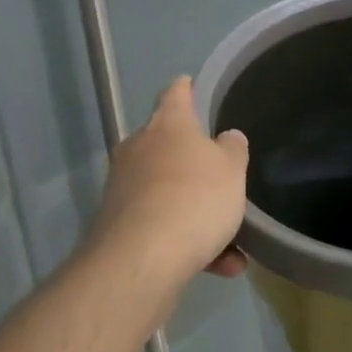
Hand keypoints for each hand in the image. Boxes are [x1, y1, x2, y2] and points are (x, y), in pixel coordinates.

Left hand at [87, 77, 248, 291]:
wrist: (142, 260)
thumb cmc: (194, 198)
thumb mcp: (231, 169)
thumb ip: (232, 149)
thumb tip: (226, 138)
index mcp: (167, 125)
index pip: (175, 93)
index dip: (186, 88)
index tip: (190, 84)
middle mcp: (139, 150)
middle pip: (167, 145)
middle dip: (193, 162)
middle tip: (221, 177)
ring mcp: (124, 189)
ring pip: (169, 193)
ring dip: (198, 214)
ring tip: (234, 245)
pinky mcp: (118, 227)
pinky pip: (162, 228)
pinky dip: (188, 243)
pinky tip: (220, 267)